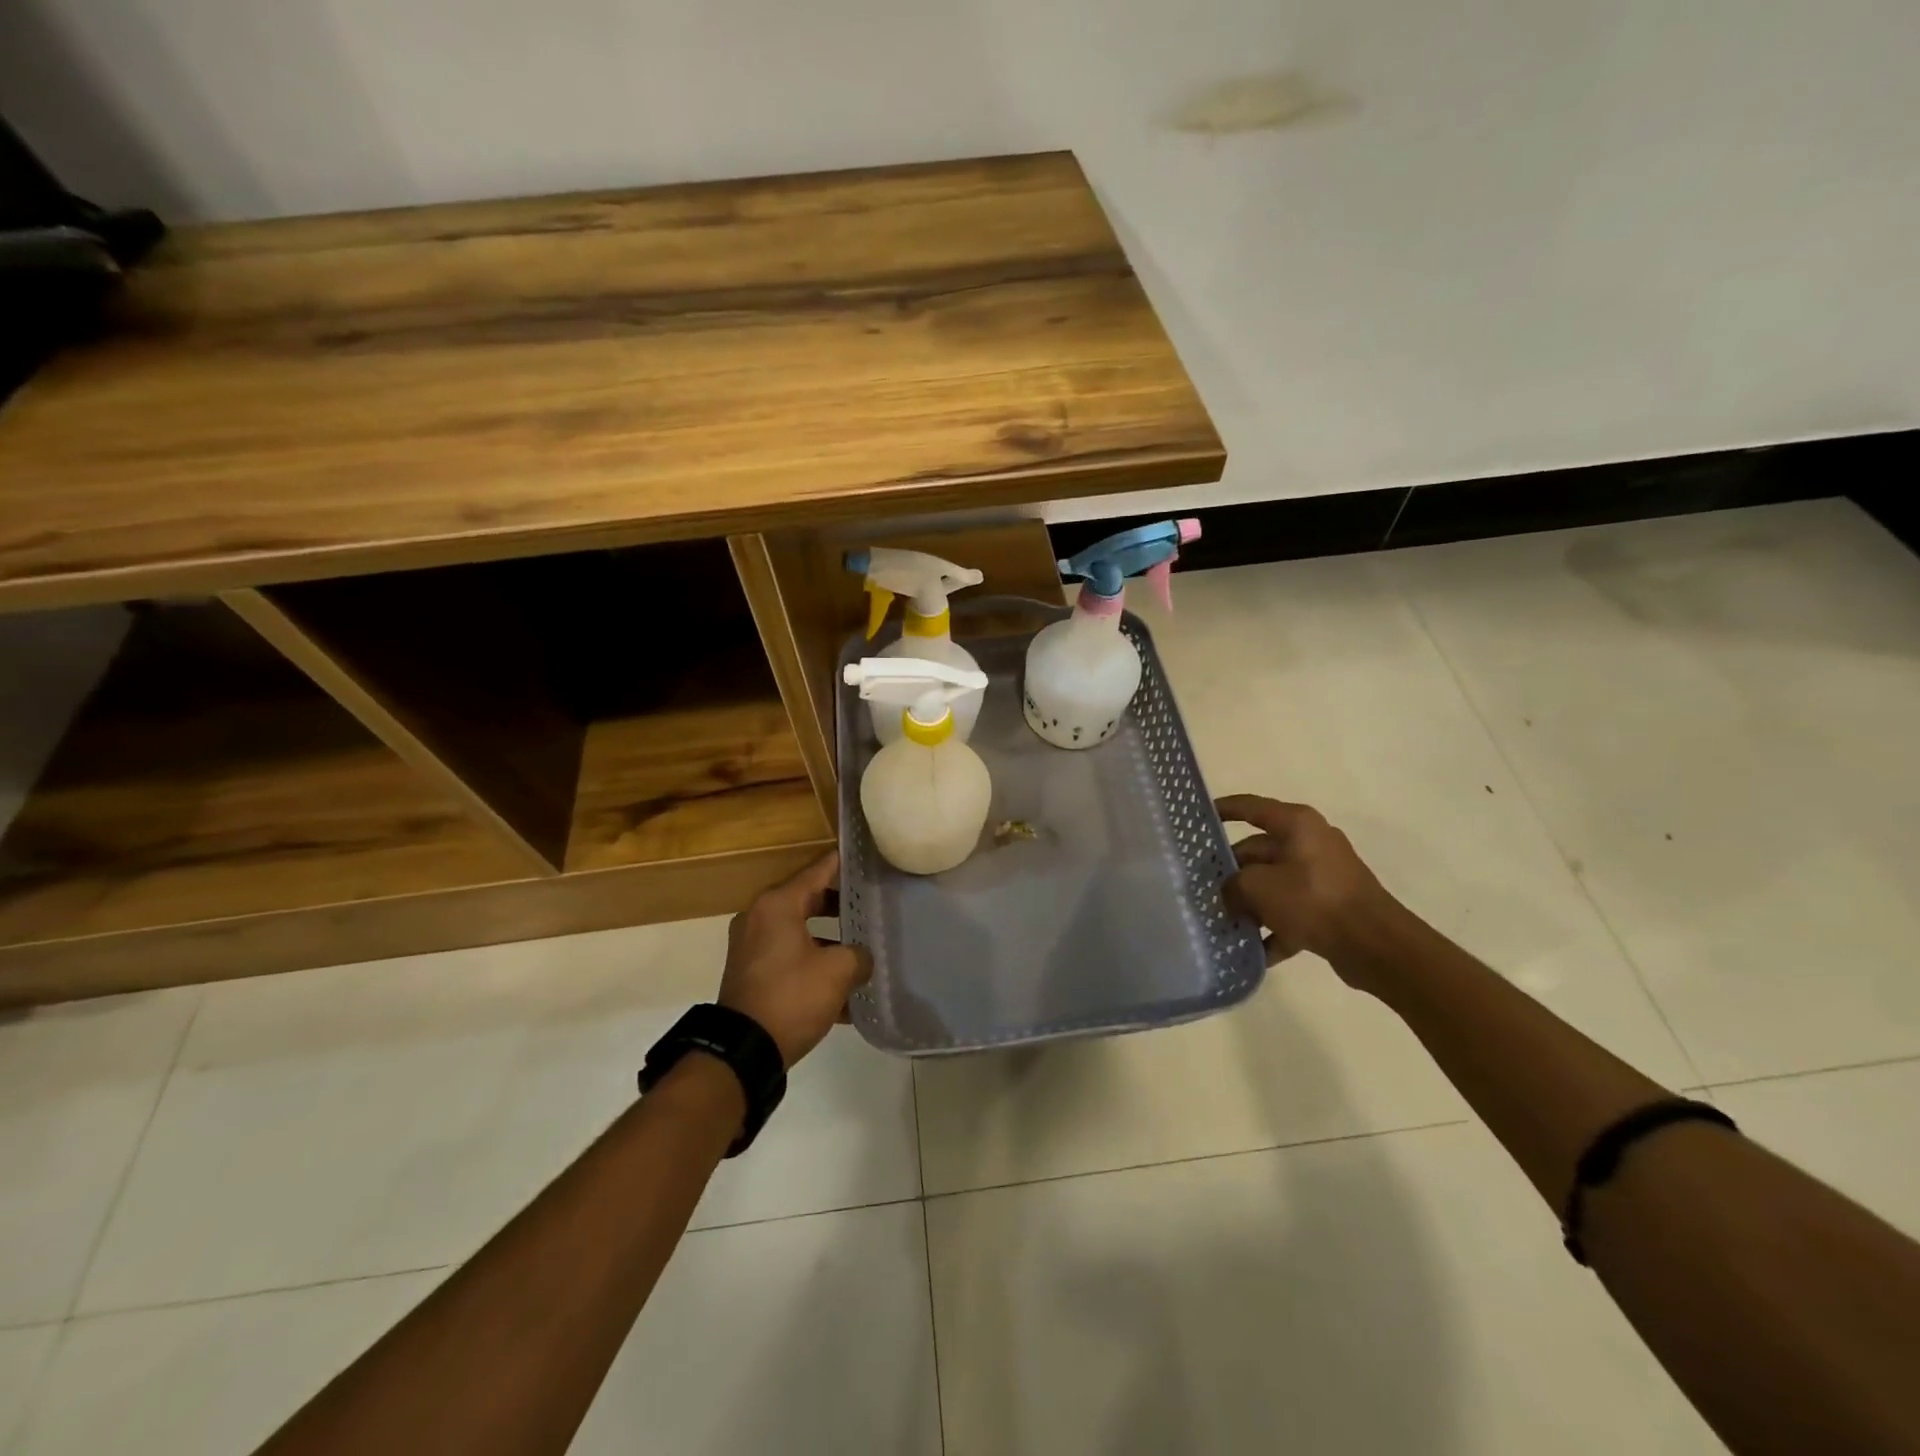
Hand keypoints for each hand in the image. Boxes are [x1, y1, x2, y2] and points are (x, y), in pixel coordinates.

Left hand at [719, 851, 872, 1067]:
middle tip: (872, 905)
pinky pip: (790, 958)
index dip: (843, 863)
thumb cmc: (792, 997)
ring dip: (830, 940)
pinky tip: (845, 991)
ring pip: (801, 932)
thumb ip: (858, 955)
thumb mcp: (837, 972)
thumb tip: (861, 957)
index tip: (865, 856)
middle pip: (809, 899)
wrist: (743, 1051)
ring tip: (863, 950)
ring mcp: (752, 947)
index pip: (818, 871)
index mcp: (778, 905)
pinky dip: (813, 965)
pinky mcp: (752, 974)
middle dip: (841, 906)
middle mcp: (760, 918)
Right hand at [1215, 796, 1398, 981]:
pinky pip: (1291, 913)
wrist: (1375, 945)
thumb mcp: (1258, 887)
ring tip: (1220, 920)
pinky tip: (1251, 952)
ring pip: (1272, 884)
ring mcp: (1321, 876)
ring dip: (1248, 903)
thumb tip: (1228, 894)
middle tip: (1200, 887)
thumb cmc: (1313, 899)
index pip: (1250, 807)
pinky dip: (1273, 929)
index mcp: (1296, 824)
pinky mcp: (1329, 907)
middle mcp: (1310, 843)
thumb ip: (1232, 886)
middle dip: (1230, 871)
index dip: (1223, 810)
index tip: (1196, 818)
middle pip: (1257, 851)